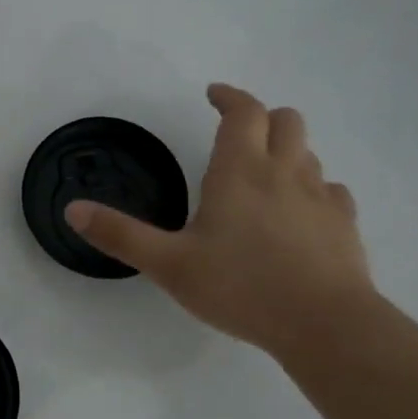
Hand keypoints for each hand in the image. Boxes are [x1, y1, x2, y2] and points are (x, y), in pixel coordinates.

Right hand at [66, 84, 376, 354]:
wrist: (324, 324)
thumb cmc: (240, 287)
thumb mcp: (168, 265)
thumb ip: (120, 235)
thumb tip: (72, 209)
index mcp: (240, 171)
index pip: (243, 112)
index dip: (229, 97)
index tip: (213, 94)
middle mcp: (284, 172)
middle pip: (285, 120)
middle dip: (261, 117)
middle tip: (238, 133)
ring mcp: (321, 197)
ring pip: (309, 153)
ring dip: (287, 151)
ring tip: (264, 174)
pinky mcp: (345, 225)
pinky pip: (331, 191)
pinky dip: (314, 189)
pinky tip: (301, 213)